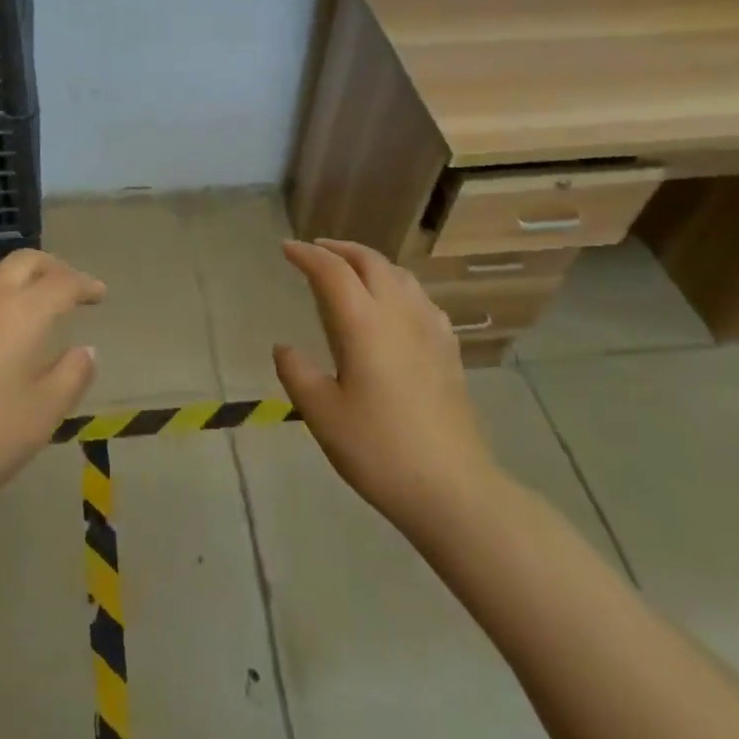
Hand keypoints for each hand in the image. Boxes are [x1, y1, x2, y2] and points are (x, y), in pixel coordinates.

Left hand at [0, 249, 103, 516]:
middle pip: (25, 261)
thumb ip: (72, 374)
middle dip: (52, 267)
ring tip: (24, 300)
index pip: (63, 282)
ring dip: (14, 277)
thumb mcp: (44, 414)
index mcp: (23, 312)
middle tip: (66, 285)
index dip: (85, 284)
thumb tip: (86, 350)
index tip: (98, 293)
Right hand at [273, 239, 505, 543]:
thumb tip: (284, 347)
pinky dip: (397, 285)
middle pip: (370, 261)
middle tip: (316, 251)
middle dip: (339, 249)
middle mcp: (398, 313)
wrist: (454, 489)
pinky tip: (395, 305)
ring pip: (399, 274)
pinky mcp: (449, 349)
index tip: (286, 248)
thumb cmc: (380, 450)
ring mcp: (430, 328)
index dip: (306, 254)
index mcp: (363, 323)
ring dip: (369, 262)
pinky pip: (420, 297)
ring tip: (351, 270)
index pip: (331, 270)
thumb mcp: (322, 415)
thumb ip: (297, 373)